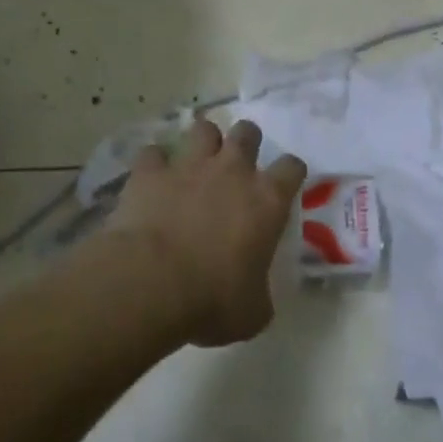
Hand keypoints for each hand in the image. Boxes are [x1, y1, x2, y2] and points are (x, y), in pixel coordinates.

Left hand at [106, 118, 307, 347]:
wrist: (151, 284)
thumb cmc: (213, 300)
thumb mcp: (252, 311)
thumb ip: (259, 294)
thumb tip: (255, 296)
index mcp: (267, 201)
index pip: (292, 168)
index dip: (291, 172)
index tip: (284, 184)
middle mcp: (232, 172)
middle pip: (248, 133)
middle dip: (246, 141)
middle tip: (237, 163)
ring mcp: (189, 166)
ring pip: (203, 129)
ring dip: (202, 141)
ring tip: (196, 159)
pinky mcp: (150, 172)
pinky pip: (153, 153)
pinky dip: (154, 163)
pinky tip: (152, 177)